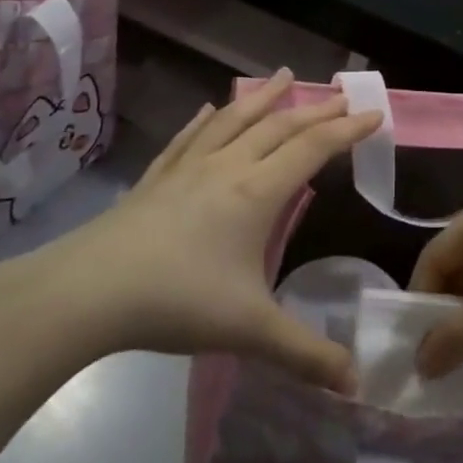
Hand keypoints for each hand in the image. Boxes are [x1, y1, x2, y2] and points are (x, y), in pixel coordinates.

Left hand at [0, 71, 379, 391]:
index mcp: (256, 192)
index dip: (347, 130)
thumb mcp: (250, 331)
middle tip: (341, 93)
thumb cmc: (177, 300)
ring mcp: (187, 169)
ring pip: (234, 121)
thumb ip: (305, 354)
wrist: (89, 290)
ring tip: (285, 76)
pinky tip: (209, 108)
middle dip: (315, 110)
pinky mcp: (156, 178)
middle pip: (279, 127)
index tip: (374, 114)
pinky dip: (205, 119)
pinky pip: (188, 138)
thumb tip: (356, 385)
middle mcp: (227, 168)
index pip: (313, 149)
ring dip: (263, 98)